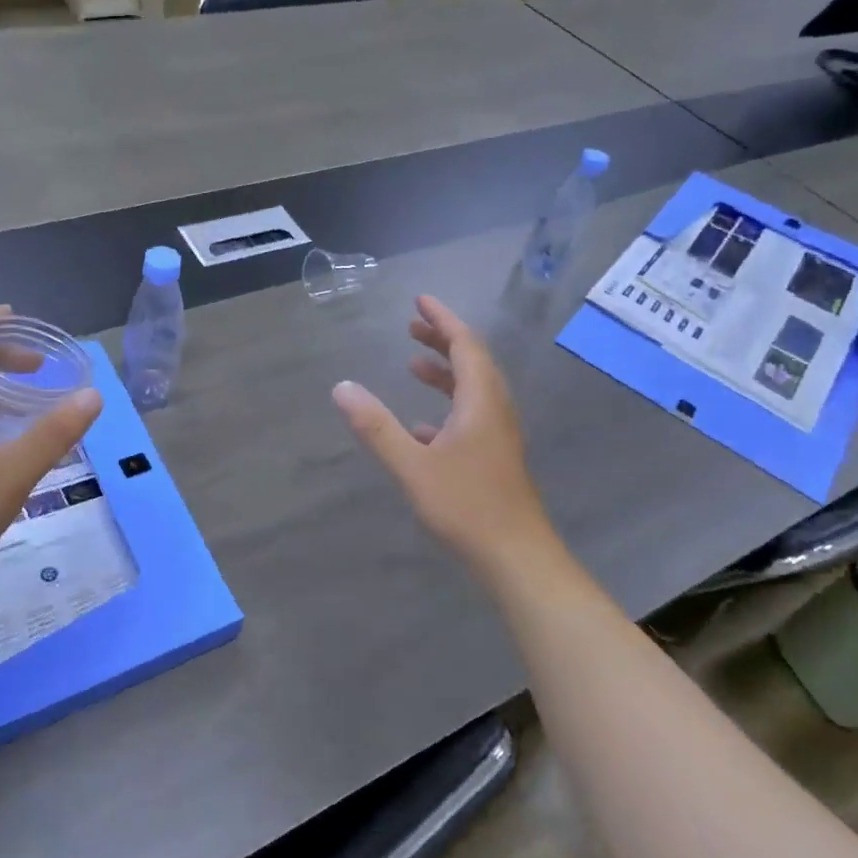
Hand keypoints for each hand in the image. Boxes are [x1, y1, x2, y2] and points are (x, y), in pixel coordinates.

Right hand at [333, 295, 560, 579]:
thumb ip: (376, 427)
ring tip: (413, 365)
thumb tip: (341, 388)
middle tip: (412, 325)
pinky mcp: (495, 457)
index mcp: (481, 401)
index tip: (420, 301)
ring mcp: (498, 435)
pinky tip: (421, 425)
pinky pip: (471, 416)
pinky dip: (447, 406)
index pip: (465, 344)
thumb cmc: (466, 506)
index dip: (443, 319)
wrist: (516, 556)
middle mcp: (494, 410)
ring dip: (445, 371)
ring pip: (473, 389)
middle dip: (443, 340)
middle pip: (473, 361)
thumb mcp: (413, 465)